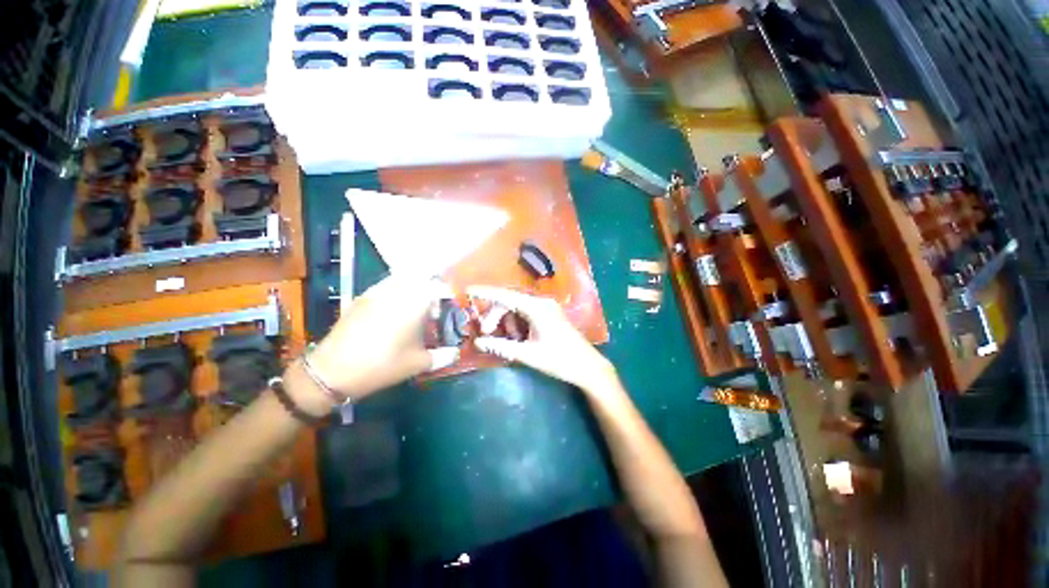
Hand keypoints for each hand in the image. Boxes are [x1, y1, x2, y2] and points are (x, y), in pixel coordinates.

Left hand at [304, 275, 459, 401]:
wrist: (333, 371)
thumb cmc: (383, 365)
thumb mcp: (417, 363)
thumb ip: (442, 356)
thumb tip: (455, 353)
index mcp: (414, 303)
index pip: (436, 285)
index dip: (445, 292)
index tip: (447, 304)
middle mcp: (396, 291)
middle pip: (419, 277)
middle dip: (429, 287)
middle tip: (431, 307)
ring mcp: (376, 292)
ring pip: (401, 279)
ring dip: (412, 287)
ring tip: (413, 307)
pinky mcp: (361, 298)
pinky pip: (384, 286)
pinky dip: (395, 291)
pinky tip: (393, 311)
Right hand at [469, 286, 617, 392]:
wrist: (588, 367)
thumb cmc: (559, 360)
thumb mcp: (528, 354)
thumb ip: (502, 346)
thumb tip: (478, 342)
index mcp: (537, 308)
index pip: (506, 296)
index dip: (486, 293)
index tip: (468, 291)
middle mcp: (542, 302)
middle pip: (510, 302)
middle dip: (496, 316)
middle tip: (487, 334)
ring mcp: (547, 307)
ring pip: (518, 308)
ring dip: (507, 321)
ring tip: (508, 340)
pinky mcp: (550, 314)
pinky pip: (527, 313)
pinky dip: (517, 323)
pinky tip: (518, 338)